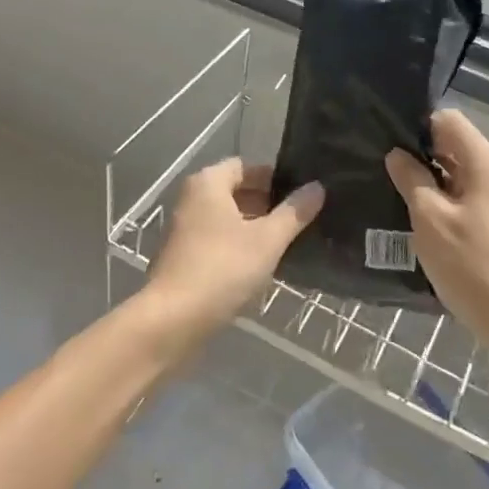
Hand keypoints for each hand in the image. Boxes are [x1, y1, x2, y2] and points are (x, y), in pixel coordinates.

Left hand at [143, 159, 322, 343]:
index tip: (301, 194)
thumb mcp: (268, 240)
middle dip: (267, 204)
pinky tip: (261, 266)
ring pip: (227, 219)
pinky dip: (238, 247)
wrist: (172, 322)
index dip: (274, 177)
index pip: (246, 166)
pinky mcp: (182, 258)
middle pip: (236, 192)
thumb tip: (317, 187)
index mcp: (208, 183)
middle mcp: (191, 199)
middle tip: (299, 219)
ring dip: (254, 227)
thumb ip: (294, 212)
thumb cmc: (222, 269)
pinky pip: (217, 241)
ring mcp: (183, 230)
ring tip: (287, 243)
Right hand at [385, 110, 488, 353]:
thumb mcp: (430, 219)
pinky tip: (421, 216)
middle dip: (422, 152)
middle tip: (385, 167)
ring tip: (396, 190)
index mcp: (485, 162)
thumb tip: (397, 154)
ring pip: (461, 172)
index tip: (389, 141)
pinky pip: (469, 195)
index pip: (449, 120)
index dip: (418, 125)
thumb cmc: (471, 264)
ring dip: (432, 178)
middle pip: (456, 144)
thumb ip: (411, 179)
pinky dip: (445, 198)